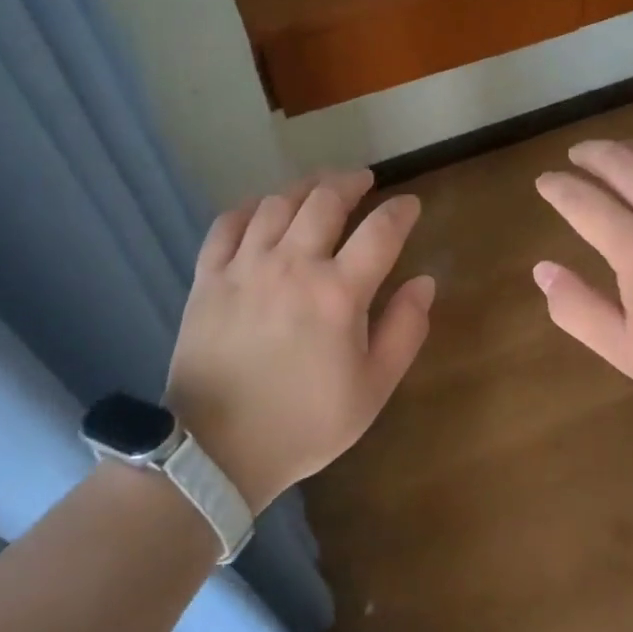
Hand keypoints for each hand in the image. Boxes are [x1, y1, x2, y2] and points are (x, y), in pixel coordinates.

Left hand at [165, 170, 432, 511]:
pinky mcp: (208, 277)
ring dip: (304, 187)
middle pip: (325, 200)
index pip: (380, 231)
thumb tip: (424, 282)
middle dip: (350, 182)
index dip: (400, 211)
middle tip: (362, 180)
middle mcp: (292, 265)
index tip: (409, 205)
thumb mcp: (372, 389)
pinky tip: (260, 209)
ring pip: (277, 203)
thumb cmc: (305, 423)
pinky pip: (226, 224)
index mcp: (338, 293)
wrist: (218, 450)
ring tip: (317, 187)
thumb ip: (405, 331)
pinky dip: (248, 208)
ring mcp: (245, 266)